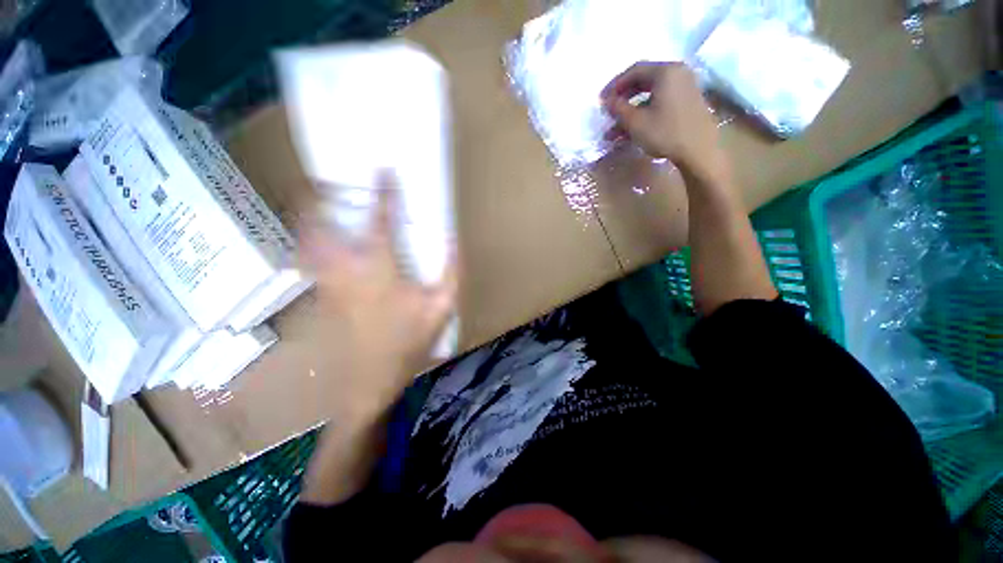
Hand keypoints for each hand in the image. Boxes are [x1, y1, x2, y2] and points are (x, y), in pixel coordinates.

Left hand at [300, 172, 458, 420]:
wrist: (372, 379)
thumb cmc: (410, 342)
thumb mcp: (442, 308)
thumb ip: (451, 273)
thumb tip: (453, 240)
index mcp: (382, 273)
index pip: (381, 225)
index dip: (384, 195)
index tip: (383, 170)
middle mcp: (348, 273)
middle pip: (320, 229)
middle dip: (316, 201)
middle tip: (321, 179)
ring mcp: (329, 286)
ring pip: (307, 244)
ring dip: (307, 220)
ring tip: (312, 201)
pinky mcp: (324, 298)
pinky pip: (310, 263)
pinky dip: (308, 244)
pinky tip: (317, 241)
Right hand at [601, 62, 723, 178]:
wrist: (698, 150)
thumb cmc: (665, 133)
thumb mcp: (636, 122)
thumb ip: (618, 109)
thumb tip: (606, 101)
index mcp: (665, 71)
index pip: (634, 71)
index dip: (614, 85)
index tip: (601, 100)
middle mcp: (676, 73)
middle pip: (642, 81)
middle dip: (622, 99)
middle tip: (608, 112)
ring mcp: (684, 88)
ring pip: (650, 96)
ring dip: (630, 112)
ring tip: (614, 132)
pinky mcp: (686, 103)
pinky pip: (659, 103)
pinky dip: (644, 114)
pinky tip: (631, 132)